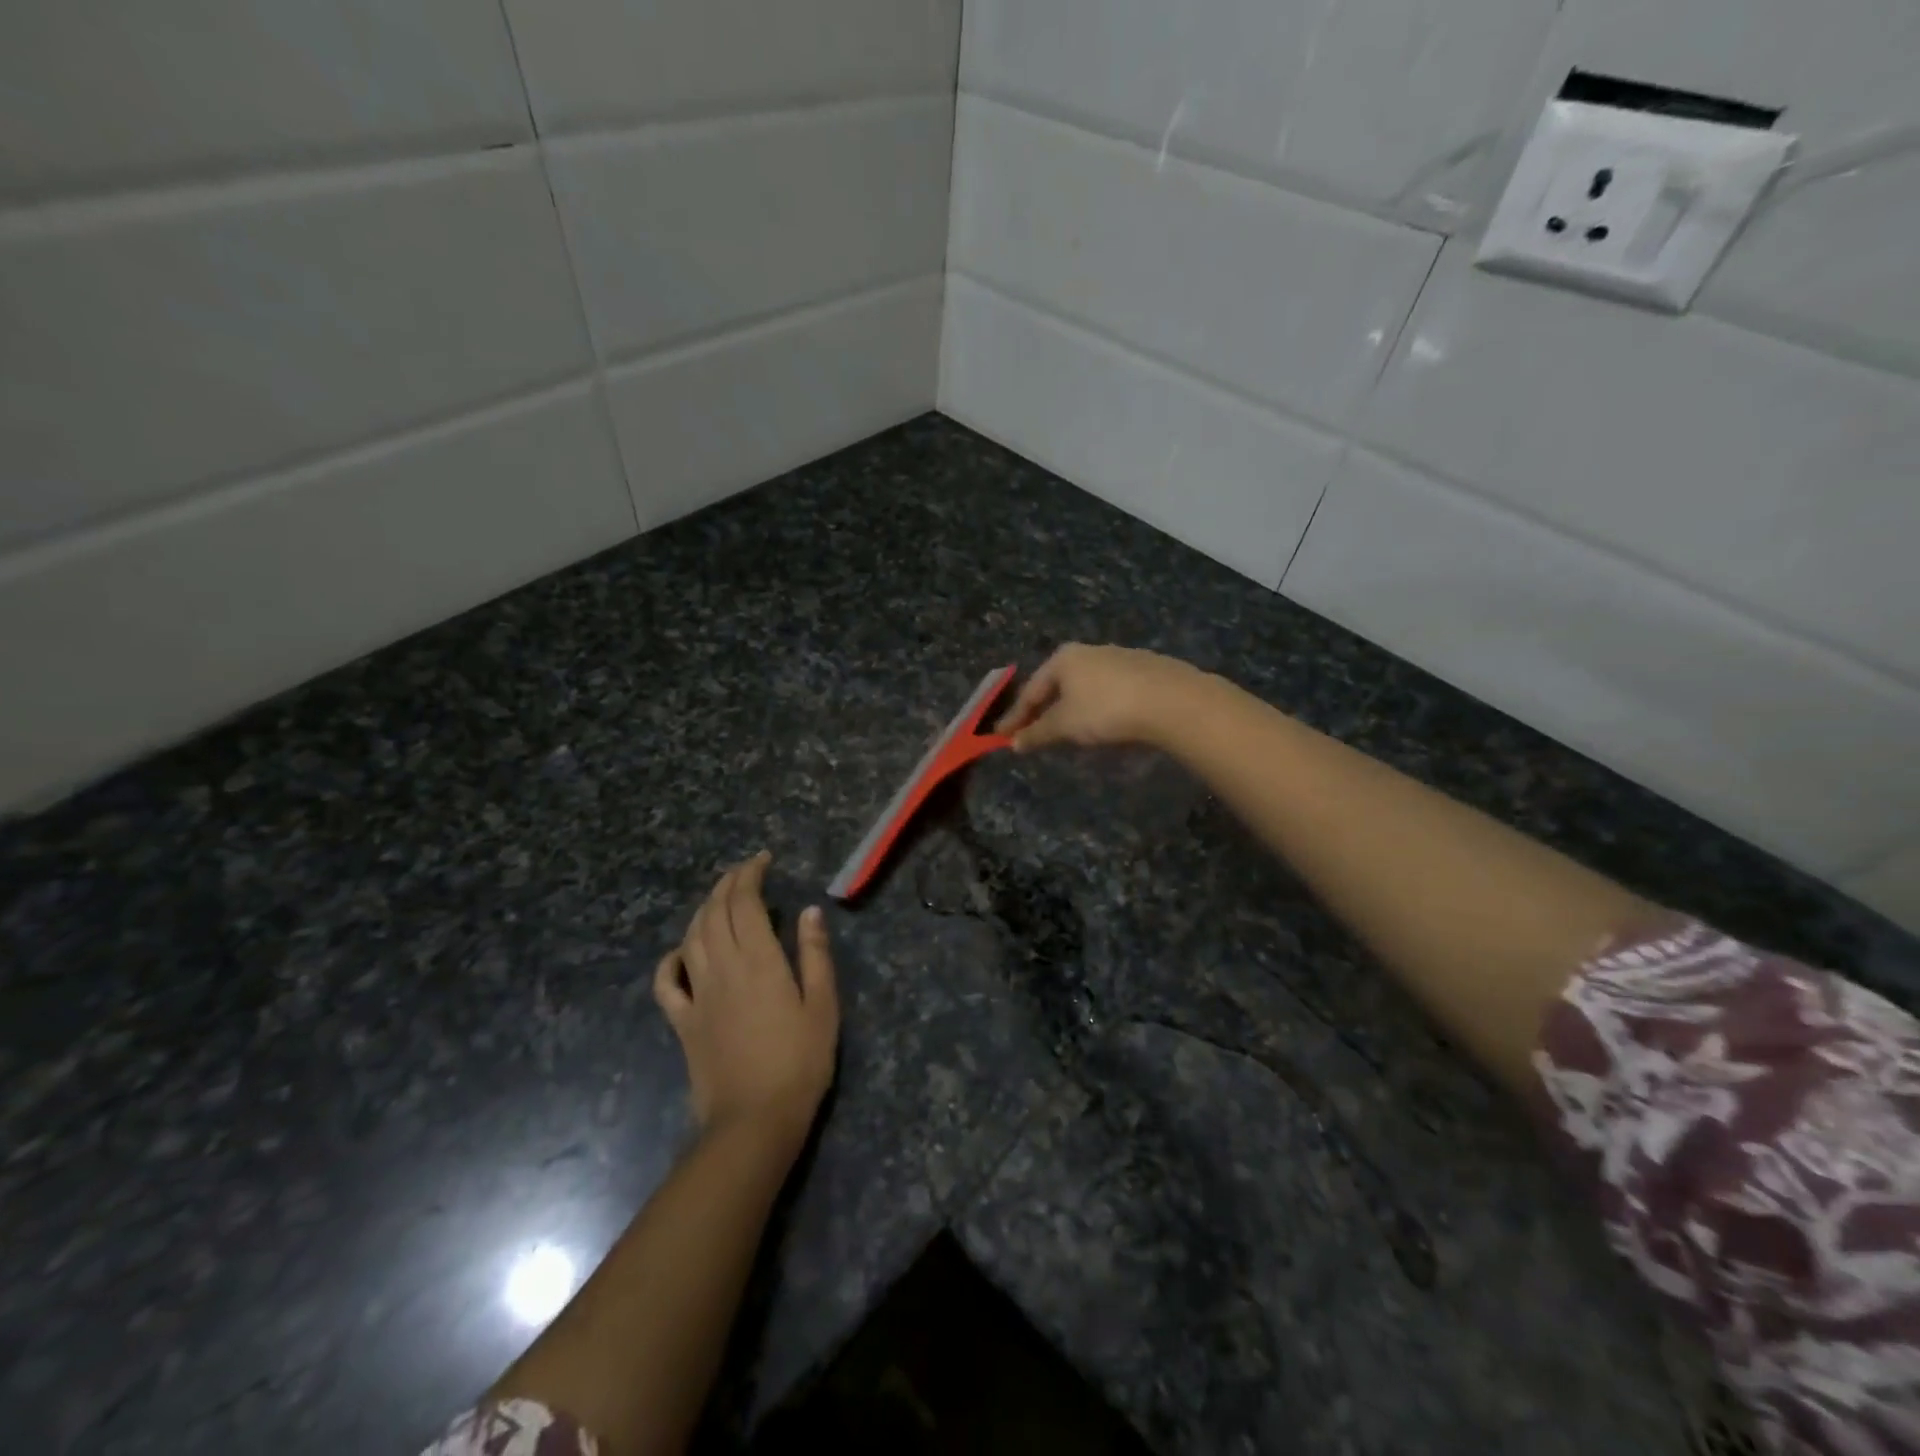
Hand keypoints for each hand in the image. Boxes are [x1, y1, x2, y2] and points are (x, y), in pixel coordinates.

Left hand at [654, 853, 839, 1148]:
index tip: (763, 860)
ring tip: (721, 898)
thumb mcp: (823, 1006)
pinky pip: (666, 982)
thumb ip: (814, 955)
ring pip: (691, 937)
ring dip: (704, 910)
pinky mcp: (683, 1022)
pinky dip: (671, 959)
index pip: (745, 902)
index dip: (750, 874)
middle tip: (745, 870)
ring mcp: (697, 995)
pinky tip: (682, 951)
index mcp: (758, 960)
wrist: (753, 1122)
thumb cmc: (799, 1063)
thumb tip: (810, 911)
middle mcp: (722, 968)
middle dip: (728, 883)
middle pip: (715, 912)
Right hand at [995, 644, 1203, 751]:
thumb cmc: (1106, 709)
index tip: (1001, 737)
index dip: (1015, 717)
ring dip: (1071, 707)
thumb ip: (1038, 733)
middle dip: (1043, 709)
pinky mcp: (1146, 670)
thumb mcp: (1065, 725)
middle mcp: (1089, 651)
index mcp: (1063, 658)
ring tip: (1067, 729)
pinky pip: (1110, 690)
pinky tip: (1104, 721)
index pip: (1031, 690)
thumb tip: (1014, 743)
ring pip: (1085, 686)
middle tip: (1032, 732)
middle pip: (1057, 684)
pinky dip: (1098, 705)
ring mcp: (1120, 657)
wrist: (1171, 701)